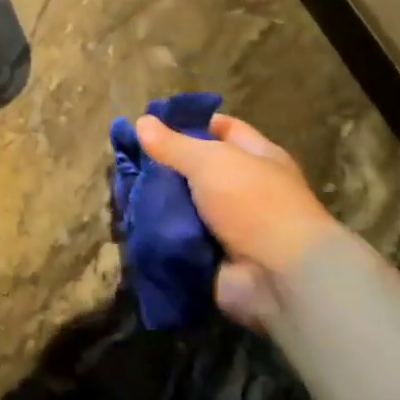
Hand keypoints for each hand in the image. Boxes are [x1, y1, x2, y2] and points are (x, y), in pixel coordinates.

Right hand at [135, 113, 345, 330]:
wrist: (279, 277)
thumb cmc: (254, 204)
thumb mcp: (211, 162)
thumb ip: (174, 144)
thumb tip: (142, 122)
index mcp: (255, 157)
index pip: (220, 129)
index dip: (188, 124)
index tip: (149, 124)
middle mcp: (243, 188)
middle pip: (196, 169)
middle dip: (163, 166)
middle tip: (124, 159)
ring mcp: (227, 225)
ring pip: (182, 205)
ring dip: (155, 201)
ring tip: (120, 190)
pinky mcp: (211, 256)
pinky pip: (177, 238)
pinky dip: (157, 233)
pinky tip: (129, 221)